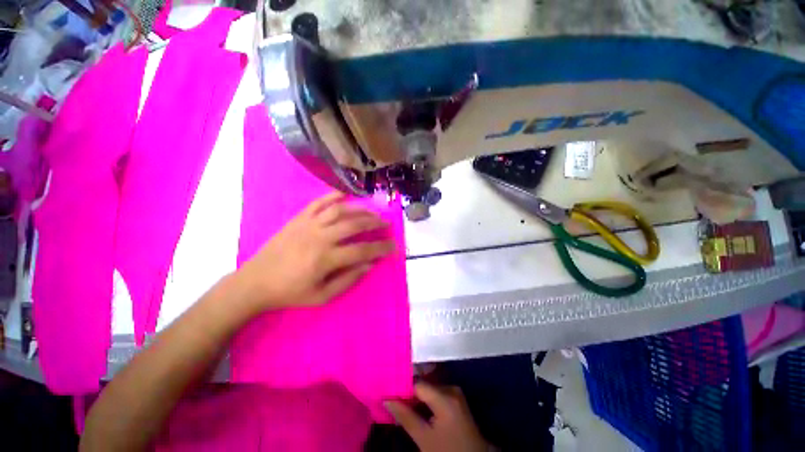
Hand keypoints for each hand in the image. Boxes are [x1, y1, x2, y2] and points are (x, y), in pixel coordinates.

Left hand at [237, 191, 394, 310]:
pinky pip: (319, 202)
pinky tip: (346, 195)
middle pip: (355, 225)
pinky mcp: (299, 218)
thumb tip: (369, 265)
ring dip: (360, 209)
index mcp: (326, 259)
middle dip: (375, 223)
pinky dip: (333, 196)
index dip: (381, 248)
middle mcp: (320, 237)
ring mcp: (309, 224)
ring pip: (341, 210)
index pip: (362, 250)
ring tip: (372, 211)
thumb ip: (348, 280)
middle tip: (386, 224)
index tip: (393, 247)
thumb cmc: (290, 292)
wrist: (255, 282)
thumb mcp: (322, 296)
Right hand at [385, 382, 488, 451]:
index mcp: (445, 396)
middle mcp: (451, 389)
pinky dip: (427, 401)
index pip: (417, 384)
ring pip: (430, 390)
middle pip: (424, 386)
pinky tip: (418, 410)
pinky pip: (437, 394)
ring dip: (417, 398)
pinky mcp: (457, 400)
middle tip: (394, 402)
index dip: (402, 388)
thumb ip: (405, 416)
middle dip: (409, 394)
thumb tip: (386, 399)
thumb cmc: (448, 451)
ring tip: (404, 406)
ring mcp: (456, 394)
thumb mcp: (424, 438)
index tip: (389, 394)